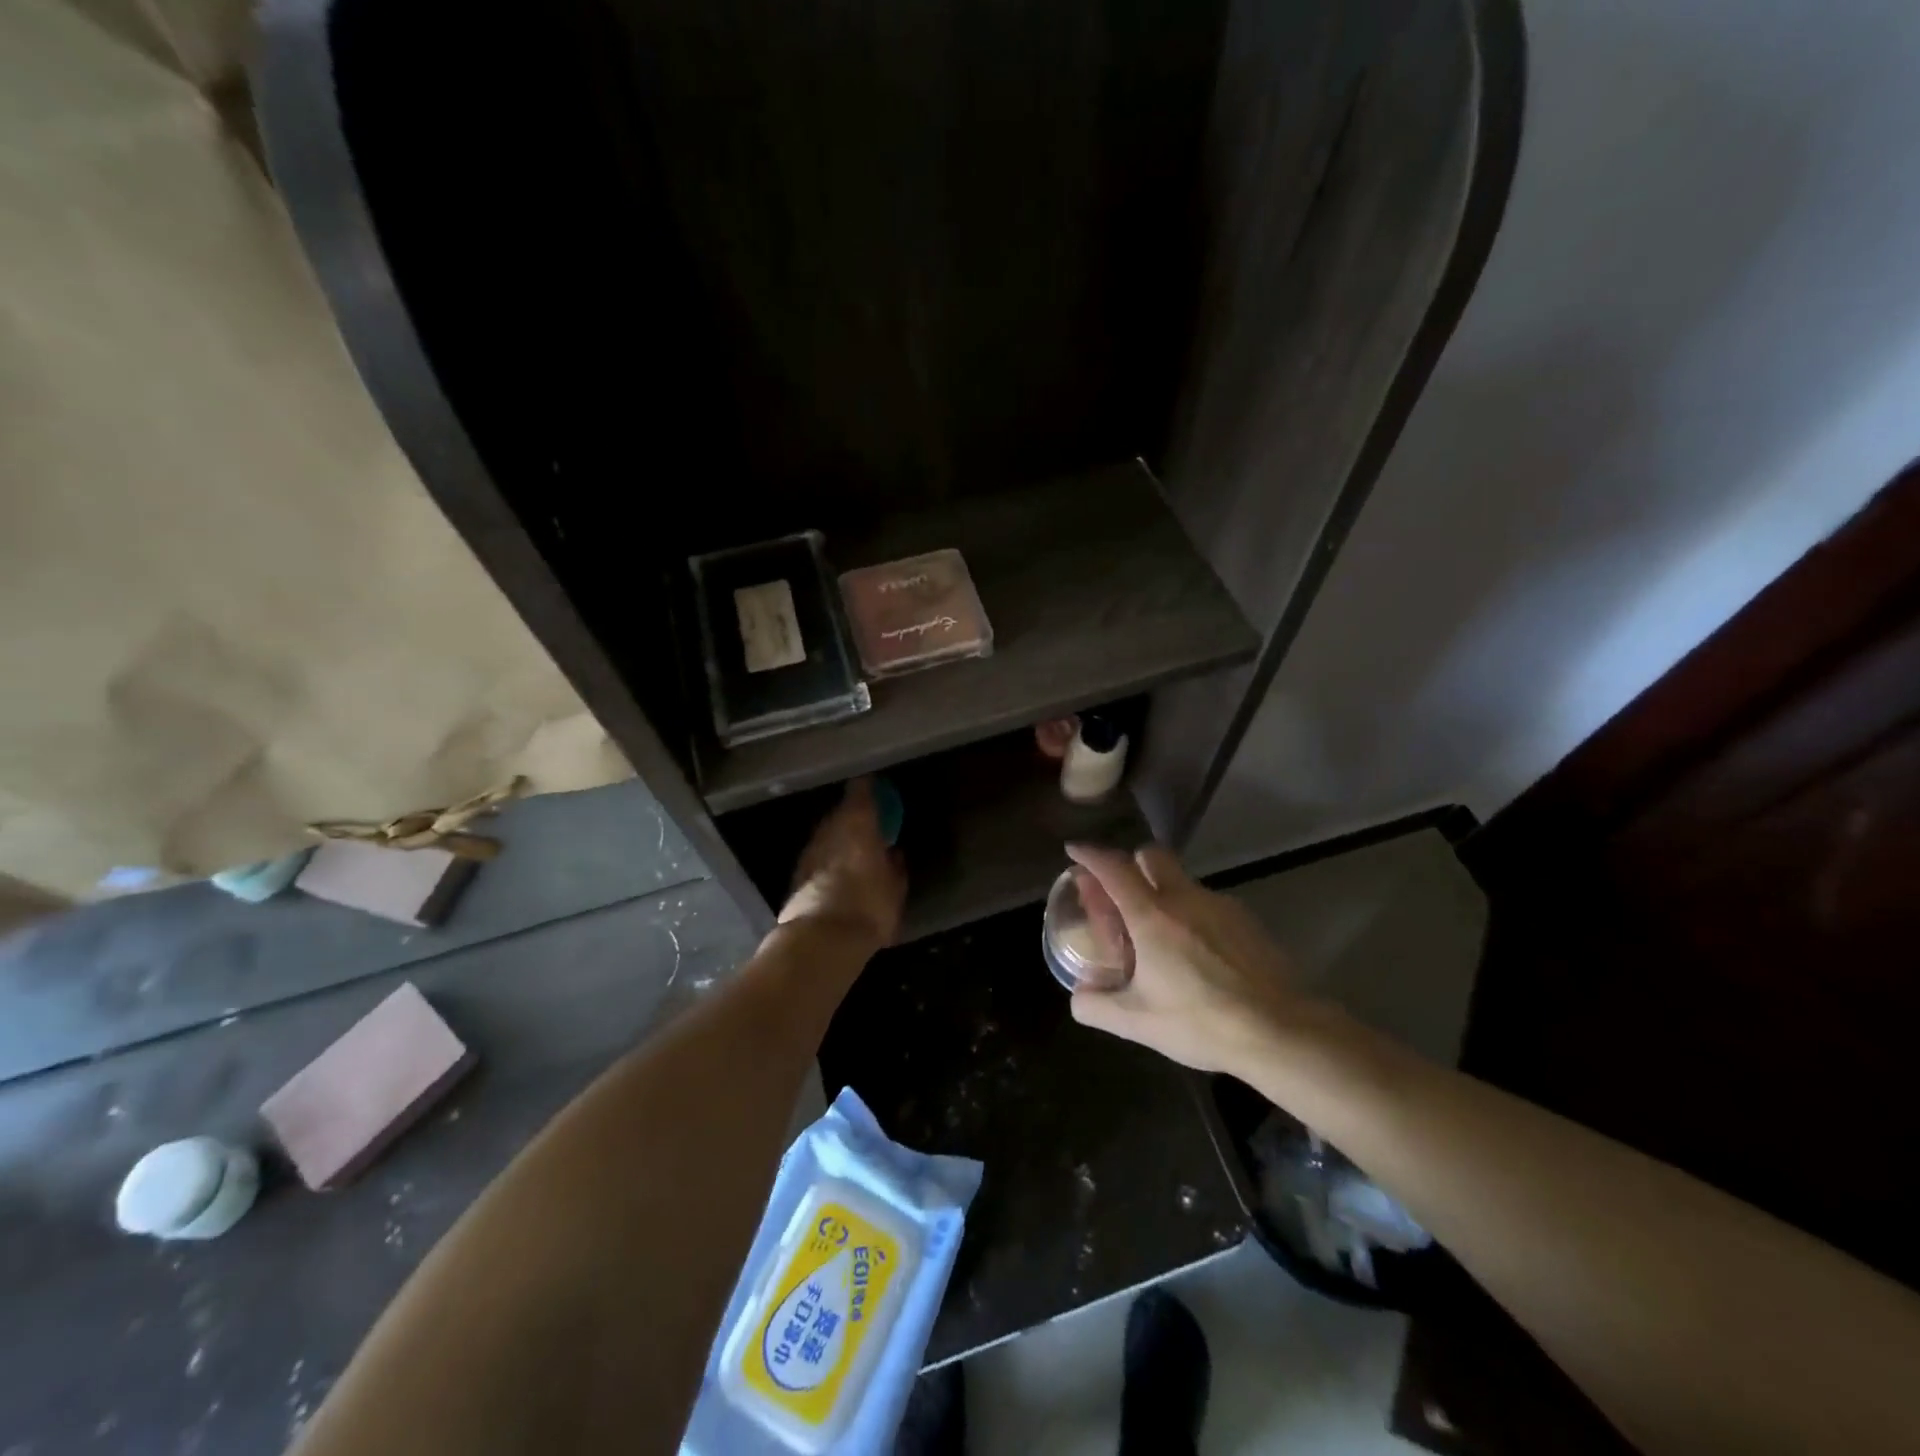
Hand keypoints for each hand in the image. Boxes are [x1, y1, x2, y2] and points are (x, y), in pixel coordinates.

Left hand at [777, 778, 906, 949]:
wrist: (821, 940)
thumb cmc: (868, 907)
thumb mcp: (895, 888)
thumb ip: (895, 866)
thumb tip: (894, 852)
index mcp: (858, 823)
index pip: (861, 790)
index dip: (869, 786)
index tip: (878, 785)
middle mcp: (829, 829)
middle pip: (841, 812)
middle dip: (854, 816)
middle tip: (870, 824)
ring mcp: (809, 851)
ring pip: (827, 835)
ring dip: (839, 839)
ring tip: (854, 850)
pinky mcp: (796, 874)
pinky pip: (817, 857)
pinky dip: (827, 859)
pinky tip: (837, 874)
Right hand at [1063, 842, 1315, 1074]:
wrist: (1280, 1030)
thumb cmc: (1200, 1021)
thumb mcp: (1137, 1022)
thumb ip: (1096, 1006)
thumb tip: (1077, 995)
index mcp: (1151, 915)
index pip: (1113, 867)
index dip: (1090, 854)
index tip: (1074, 849)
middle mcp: (1184, 898)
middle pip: (1152, 855)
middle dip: (1131, 862)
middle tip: (1122, 892)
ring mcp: (1220, 905)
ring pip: (1182, 881)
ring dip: (1163, 892)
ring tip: (1160, 934)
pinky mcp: (1247, 921)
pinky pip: (1208, 904)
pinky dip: (1193, 915)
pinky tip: (1198, 953)